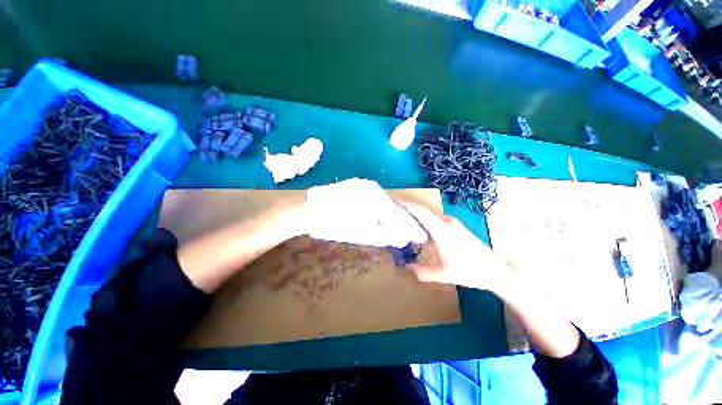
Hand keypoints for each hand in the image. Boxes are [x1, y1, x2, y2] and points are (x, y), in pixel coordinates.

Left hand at [305, 179, 427, 247]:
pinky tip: (386, 219)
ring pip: (386, 202)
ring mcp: (364, 185)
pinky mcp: (357, 188)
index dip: (411, 228)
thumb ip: (384, 234)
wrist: (306, 210)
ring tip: (403, 229)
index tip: (422, 238)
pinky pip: (377, 199)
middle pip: (394, 206)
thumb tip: (403, 239)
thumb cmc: (332, 224)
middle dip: (405, 221)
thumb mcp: (361, 232)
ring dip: (394, 216)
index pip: (398, 214)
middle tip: (415, 234)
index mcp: (375, 196)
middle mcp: (373, 187)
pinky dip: (383, 211)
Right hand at [402, 203, 512, 292]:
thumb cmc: (470, 271)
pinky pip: (434, 217)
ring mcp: (451, 222)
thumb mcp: (443, 274)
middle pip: (423, 210)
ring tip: (400, 215)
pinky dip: (422, 218)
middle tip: (392, 207)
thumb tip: (405, 267)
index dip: (406, 204)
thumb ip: (422, 272)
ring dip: (414, 212)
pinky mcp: (454, 225)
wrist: (496, 269)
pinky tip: (416, 225)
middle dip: (407, 206)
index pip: (420, 212)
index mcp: (442, 230)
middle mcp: (446, 221)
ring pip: (428, 213)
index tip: (393, 199)